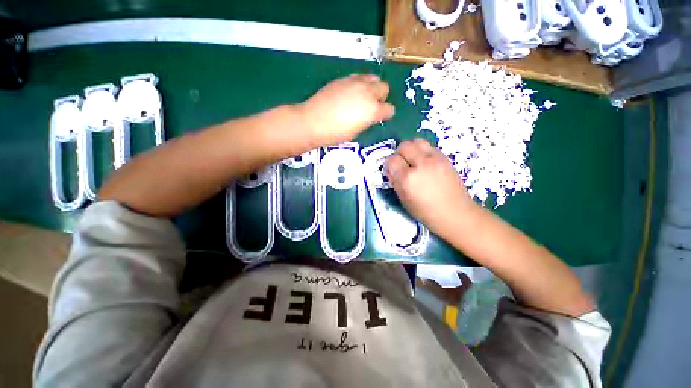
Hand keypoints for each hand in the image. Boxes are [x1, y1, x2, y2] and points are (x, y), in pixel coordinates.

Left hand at [298, 74, 394, 145]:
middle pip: (384, 88)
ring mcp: (356, 83)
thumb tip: (368, 116)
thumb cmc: (336, 133)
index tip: (380, 117)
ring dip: (372, 87)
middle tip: (372, 106)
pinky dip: (360, 83)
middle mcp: (368, 93)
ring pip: (373, 78)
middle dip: (381, 97)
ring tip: (363, 96)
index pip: (389, 109)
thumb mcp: (356, 132)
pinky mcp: (344, 79)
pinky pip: (359, 77)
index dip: (386, 114)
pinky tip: (351, 92)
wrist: (314, 121)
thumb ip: (366, 121)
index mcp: (373, 110)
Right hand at [385, 139, 475, 233]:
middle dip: (398, 153)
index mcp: (408, 178)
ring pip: (417, 141)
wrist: (455, 212)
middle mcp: (421, 164)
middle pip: (404, 146)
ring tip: (412, 159)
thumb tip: (391, 170)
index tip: (391, 170)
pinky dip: (422, 150)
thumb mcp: (404, 199)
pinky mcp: (444, 157)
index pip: (392, 160)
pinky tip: (424, 162)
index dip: (389, 164)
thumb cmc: (425, 211)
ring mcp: (435, 159)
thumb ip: (395, 182)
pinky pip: (429, 146)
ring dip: (410, 148)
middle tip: (400, 163)